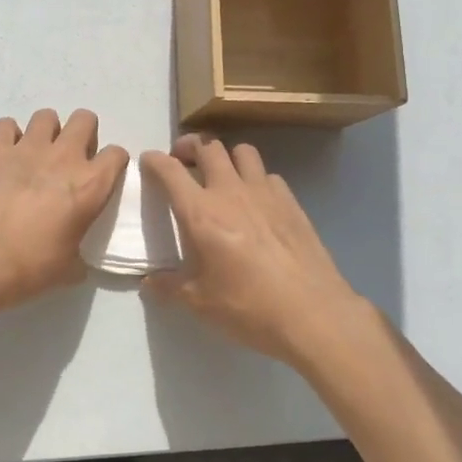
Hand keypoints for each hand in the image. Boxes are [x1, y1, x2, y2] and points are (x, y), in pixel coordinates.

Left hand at [0, 109, 128, 317]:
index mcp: (90, 185)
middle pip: (85, 119)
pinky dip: (8, 137)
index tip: (101, 177)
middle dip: (81, 134)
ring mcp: (28, 147)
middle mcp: (64, 157)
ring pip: (47, 116)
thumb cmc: (28, 268)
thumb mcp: (68, 268)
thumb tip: (76, 259)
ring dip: (46, 132)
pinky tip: (4, 157)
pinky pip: (7, 124)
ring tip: (36, 155)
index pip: (117, 154)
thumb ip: (80, 253)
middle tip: (69, 160)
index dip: (111, 164)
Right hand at [141, 136, 383, 369]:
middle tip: (183, 160)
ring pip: (242, 151)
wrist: (312, 314)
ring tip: (221, 173)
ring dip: (226, 155)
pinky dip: (256, 178)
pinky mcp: (291, 202)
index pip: (170, 170)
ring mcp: (265, 193)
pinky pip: (268, 175)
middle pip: (208, 147)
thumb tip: (149, 283)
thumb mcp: (199, 302)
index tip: (148, 160)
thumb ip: (169, 286)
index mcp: (201, 213)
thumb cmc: (248, 307)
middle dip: (190, 147)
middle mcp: (230, 192)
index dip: (155, 160)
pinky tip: (256, 200)